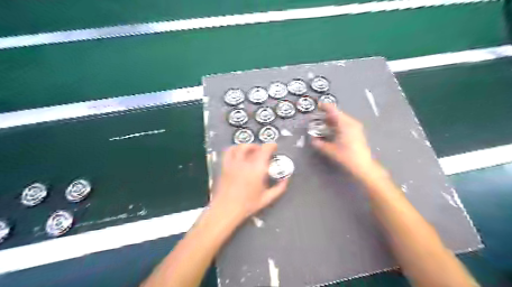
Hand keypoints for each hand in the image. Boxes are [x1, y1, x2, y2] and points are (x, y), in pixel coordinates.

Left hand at [208, 144, 287, 221]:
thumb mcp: (267, 199)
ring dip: (249, 146)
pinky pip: (229, 151)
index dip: (271, 146)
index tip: (274, 148)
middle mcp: (245, 163)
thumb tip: (286, 179)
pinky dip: (235, 149)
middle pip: (254, 147)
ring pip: (241, 146)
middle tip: (264, 152)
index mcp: (257, 169)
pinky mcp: (225, 165)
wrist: (226, 209)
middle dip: (261, 147)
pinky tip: (238, 153)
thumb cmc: (247, 205)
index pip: (265, 150)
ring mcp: (233, 163)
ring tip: (252, 151)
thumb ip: (279, 188)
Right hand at [312, 104, 379, 178]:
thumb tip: (312, 139)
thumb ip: (319, 143)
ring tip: (322, 124)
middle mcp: (351, 122)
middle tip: (316, 118)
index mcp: (344, 123)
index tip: (316, 106)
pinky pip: (345, 123)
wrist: (363, 166)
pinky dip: (337, 124)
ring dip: (332, 120)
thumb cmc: (346, 156)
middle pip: (337, 114)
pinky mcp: (357, 132)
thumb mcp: (329, 150)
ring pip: (341, 119)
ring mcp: (356, 127)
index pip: (333, 110)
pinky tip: (331, 131)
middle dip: (326, 115)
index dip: (324, 106)